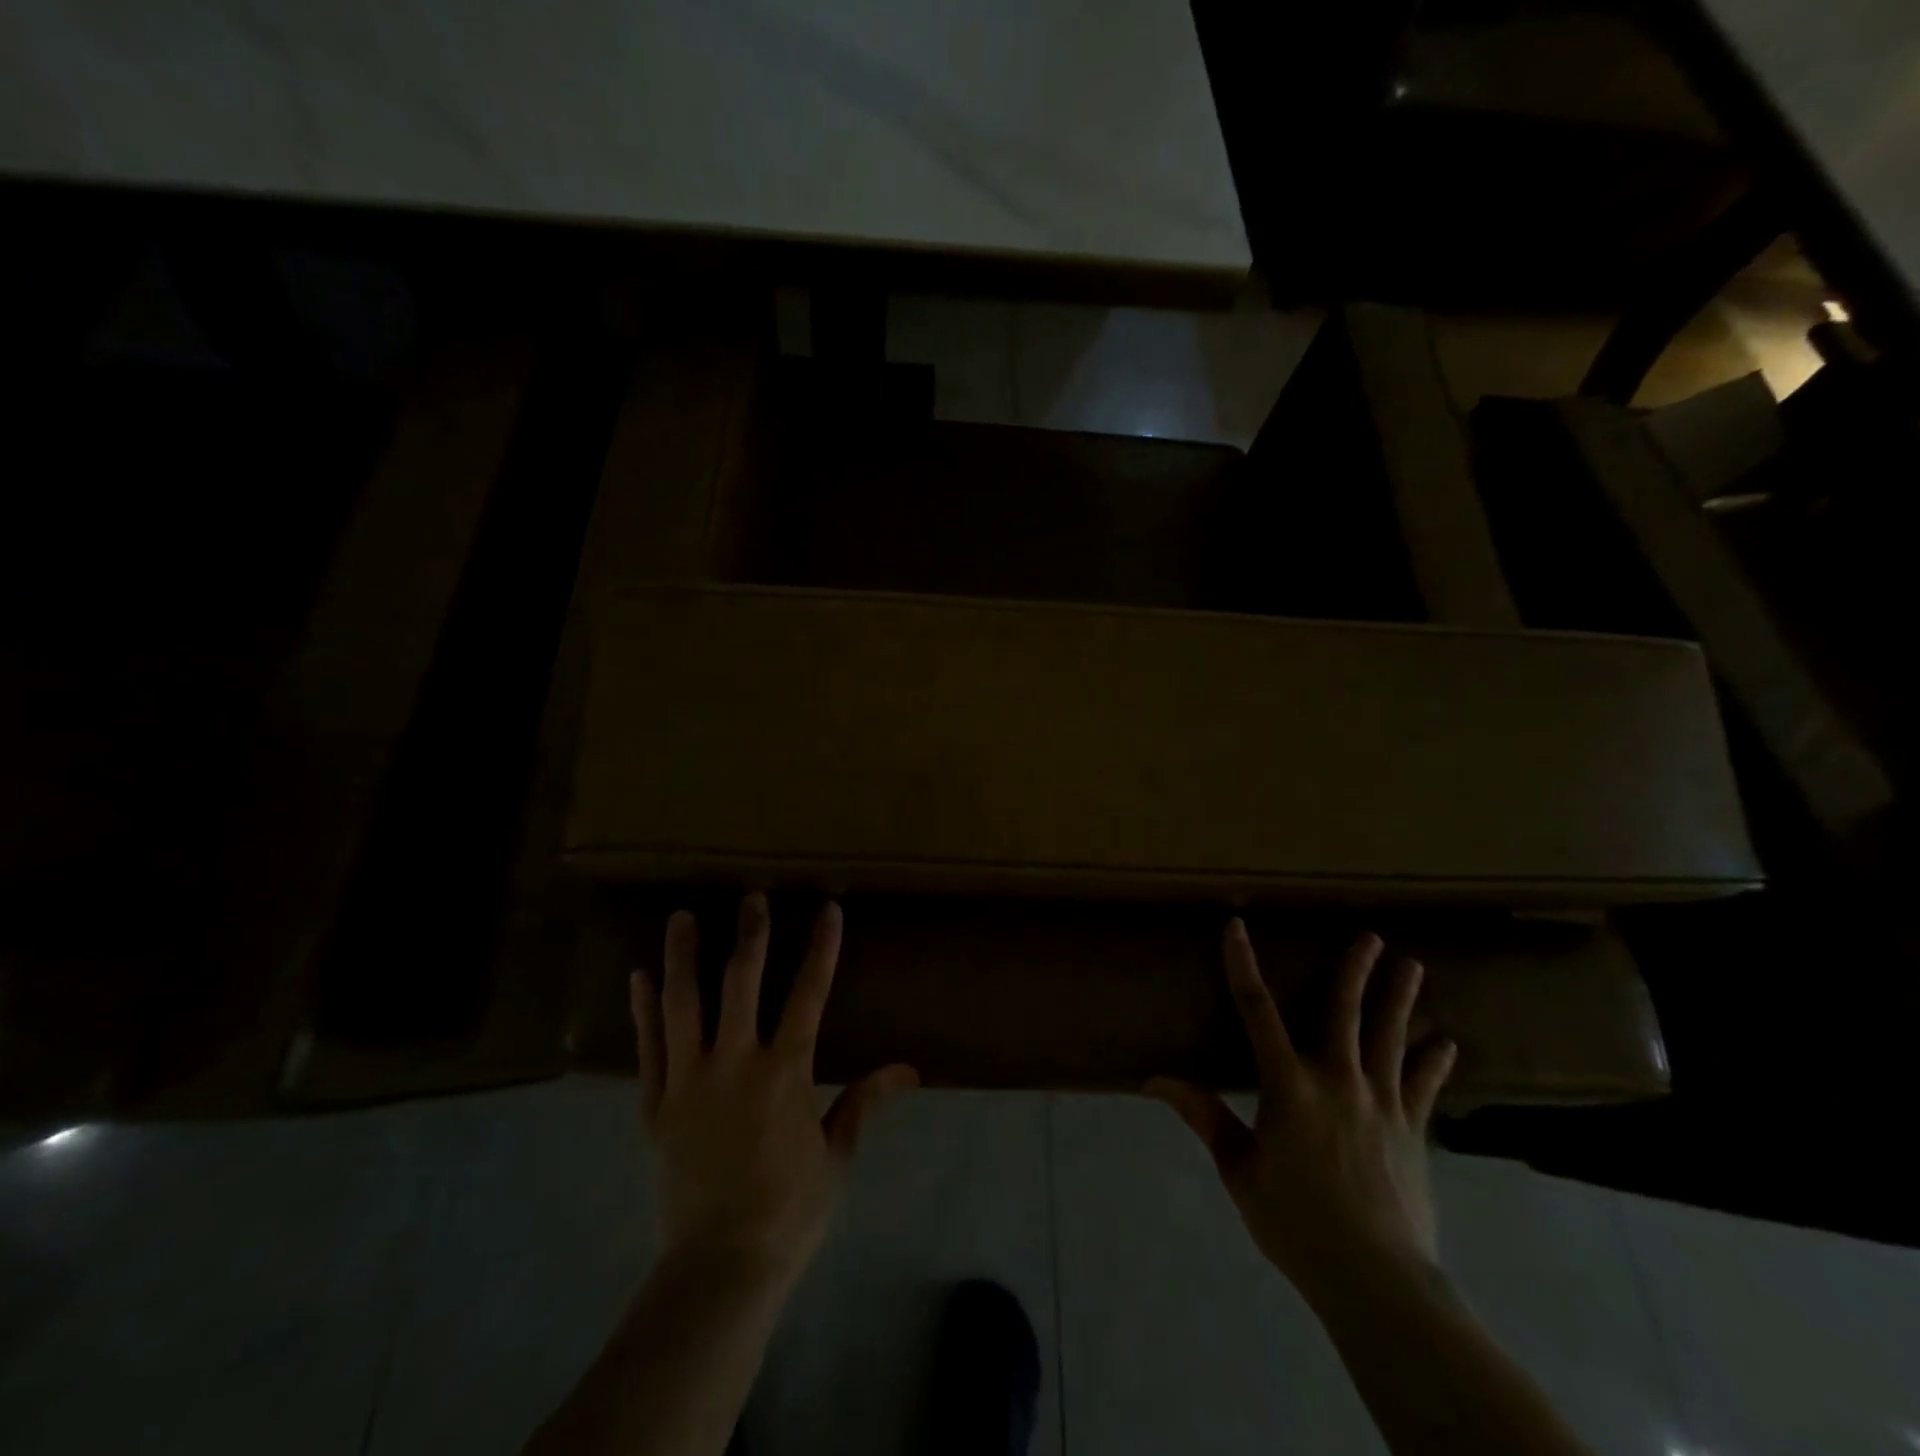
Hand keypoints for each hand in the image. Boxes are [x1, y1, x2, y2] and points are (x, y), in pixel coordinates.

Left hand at [631, 894, 918, 1287]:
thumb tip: (909, 1070)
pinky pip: (648, 1048)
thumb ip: (864, 1102)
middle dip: (750, 936)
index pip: (809, 994)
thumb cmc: (789, 1209)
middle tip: (751, 897)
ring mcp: (689, 1080)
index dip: (822, 948)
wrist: (719, 1266)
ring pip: (684, 1004)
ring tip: (682, 917)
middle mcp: (736, 1062)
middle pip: (741, 983)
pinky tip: (638, 977)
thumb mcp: (836, 1154)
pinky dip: (643, 1010)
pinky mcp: (657, 1105)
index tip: (828, 909)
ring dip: (684, 957)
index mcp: (786, 1071)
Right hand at [1147, 923, 1456, 1303]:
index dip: (1242, 966)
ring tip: (1413, 965)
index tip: (1236, 927)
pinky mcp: (1412, 1132)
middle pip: (1345, 1013)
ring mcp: (1382, 1104)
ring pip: (1391, 1038)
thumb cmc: (1297, 1223)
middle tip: (1371, 936)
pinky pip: (1423, 1087)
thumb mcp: (1239, 1170)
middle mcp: (1338, 1081)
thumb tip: (1156, 1079)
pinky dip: (1433, 1062)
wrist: (1377, 1280)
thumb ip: (1205, 1117)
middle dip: (1355, 971)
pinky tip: (1446, 1043)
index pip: (1257, 1011)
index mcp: (1288, 1086)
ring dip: (1400, 1000)